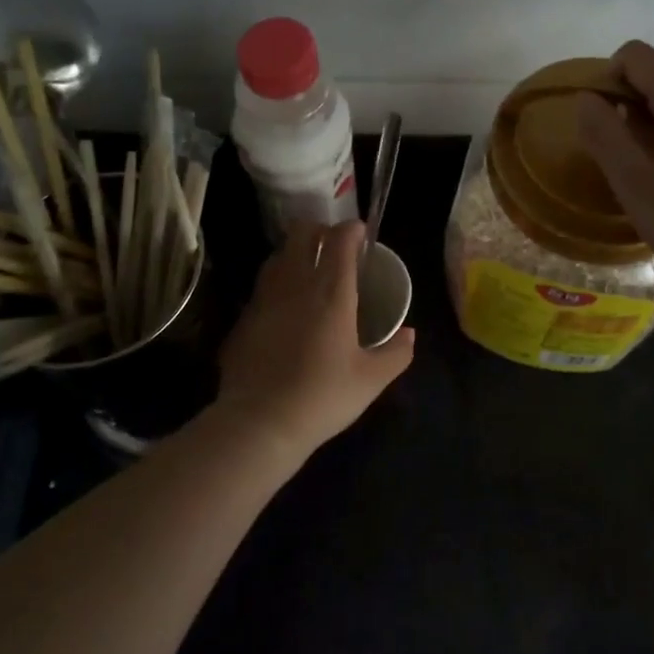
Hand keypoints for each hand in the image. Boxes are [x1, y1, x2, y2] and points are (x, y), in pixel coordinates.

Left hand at [216, 220, 415, 455]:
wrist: (259, 423)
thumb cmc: (323, 396)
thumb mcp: (371, 380)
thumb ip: (396, 353)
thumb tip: (409, 334)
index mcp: (332, 292)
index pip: (340, 241)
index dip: (352, 230)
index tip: (361, 233)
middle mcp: (296, 284)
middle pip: (302, 234)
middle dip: (319, 230)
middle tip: (333, 245)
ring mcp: (264, 299)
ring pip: (278, 256)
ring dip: (294, 253)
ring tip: (308, 269)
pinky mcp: (243, 319)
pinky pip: (262, 287)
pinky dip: (276, 284)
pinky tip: (283, 307)